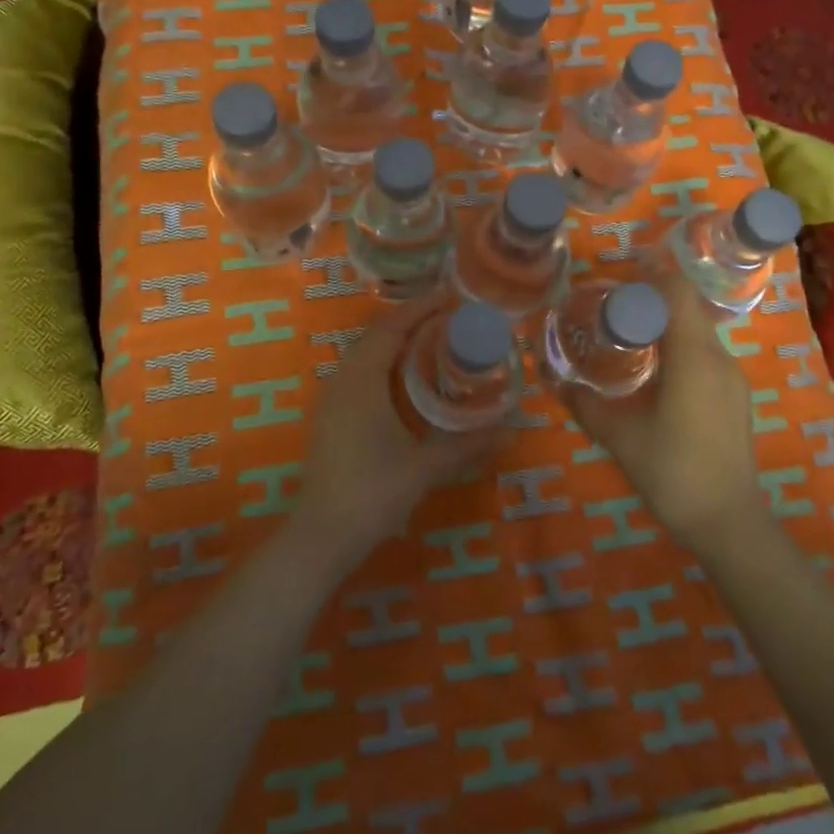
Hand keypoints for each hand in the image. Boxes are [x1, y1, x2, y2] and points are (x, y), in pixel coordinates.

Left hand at [294, 297, 509, 569]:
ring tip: (431, 341)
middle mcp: (343, 380)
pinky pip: (358, 372)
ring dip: (395, 341)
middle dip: (411, 321)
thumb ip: (468, 445)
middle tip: (448, 318)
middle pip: (376, 335)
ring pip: (364, 353)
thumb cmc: (373, 493)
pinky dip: (383, 362)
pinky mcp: (330, 417)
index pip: (391, 328)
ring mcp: (332, 399)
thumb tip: (512, 429)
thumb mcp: (425, 467)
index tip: (451, 298)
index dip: (420, 309)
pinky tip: (404, 379)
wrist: (322, 535)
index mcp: (363, 381)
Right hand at [563, 270, 760, 551]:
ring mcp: (732, 378)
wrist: (729, 523)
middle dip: (652, 300)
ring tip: (628, 335)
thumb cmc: (673, 472)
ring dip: (666, 324)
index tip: (620, 272)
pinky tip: (654, 371)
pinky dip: (679, 347)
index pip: (677, 292)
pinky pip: (705, 354)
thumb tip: (556, 380)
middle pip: (687, 308)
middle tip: (612, 306)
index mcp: (694, 356)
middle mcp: (718, 357)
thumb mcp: (619, 436)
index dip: (651, 274)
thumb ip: (585, 403)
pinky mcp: (734, 397)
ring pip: (697, 331)